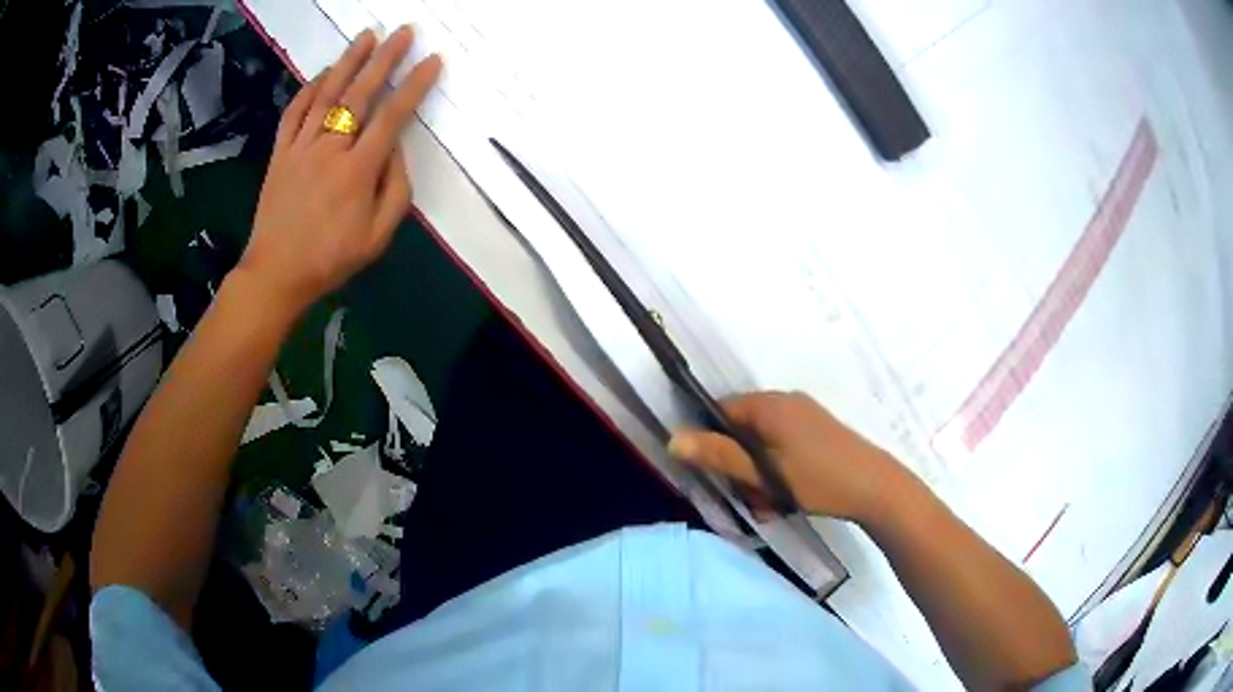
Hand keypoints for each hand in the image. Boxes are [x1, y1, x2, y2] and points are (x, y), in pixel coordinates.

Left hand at [238, 27, 442, 317]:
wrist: (276, 273)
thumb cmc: (330, 259)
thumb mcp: (378, 236)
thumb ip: (395, 189)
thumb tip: (396, 149)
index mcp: (358, 170)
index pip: (392, 117)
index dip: (415, 86)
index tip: (432, 61)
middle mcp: (330, 149)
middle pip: (360, 94)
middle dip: (385, 59)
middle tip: (403, 32)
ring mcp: (301, 147)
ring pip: (327, 94)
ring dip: (349, 62)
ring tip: (367, 36)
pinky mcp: (281, 152)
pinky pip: (295, 112)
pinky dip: (310, 88)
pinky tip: (325, 72)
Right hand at [668, 391, 908, 521]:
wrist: (876, 488)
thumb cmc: (818, 480)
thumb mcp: (764, 473)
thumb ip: (719, 456)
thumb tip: (673, 439)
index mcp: (770, 405)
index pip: (722, 411)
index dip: (712, 441)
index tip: (716, 474)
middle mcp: (786, 402)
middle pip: (742, 430)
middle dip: (739, 466)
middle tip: (750, 497)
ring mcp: (805, 416)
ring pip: (763, 444)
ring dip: (759, 474)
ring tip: (771, 505)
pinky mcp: (818, 433)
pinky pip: (783, 448)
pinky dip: (778, 471)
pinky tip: (787, 498)